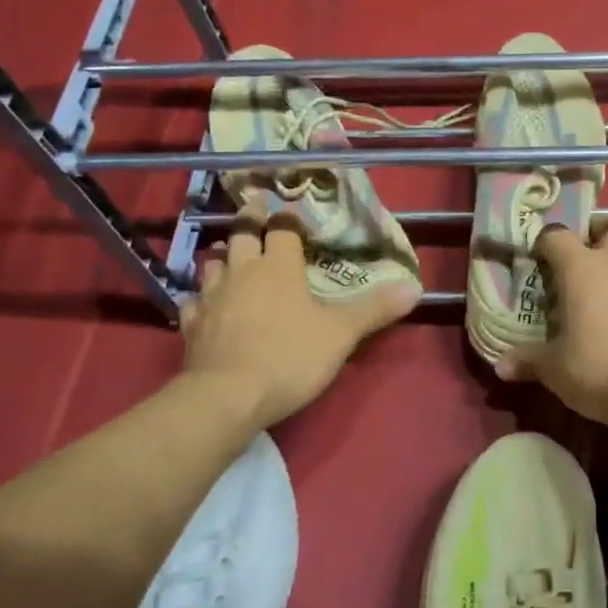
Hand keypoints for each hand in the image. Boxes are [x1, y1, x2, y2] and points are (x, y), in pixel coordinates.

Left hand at [178, 206, 419, 430]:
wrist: (227, 397)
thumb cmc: (290, 356)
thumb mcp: (341, 333)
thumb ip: (375, 308)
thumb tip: (415, 287)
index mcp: (279, 266)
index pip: (282, 229)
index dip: (288, 220)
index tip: (292, 214)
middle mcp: (243, 271)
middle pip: (242, 234)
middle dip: (249, 220)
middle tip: (253, 210)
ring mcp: (212, 297)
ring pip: (213, 263)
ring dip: (223, 256)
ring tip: (231, 257)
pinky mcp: (192, 325)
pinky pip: (193, 302)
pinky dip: (201, 299)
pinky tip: (205, 306)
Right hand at [496, 223, 607, 424]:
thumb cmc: (598, 368)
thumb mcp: (555, 369)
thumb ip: (528, 360)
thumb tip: (501, 366)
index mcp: (581, 268)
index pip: (557, 235)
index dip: (545, 244)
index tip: (538, 261)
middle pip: (607, 230)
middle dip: (593, 239)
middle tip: (578, 266)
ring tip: (601, 304)